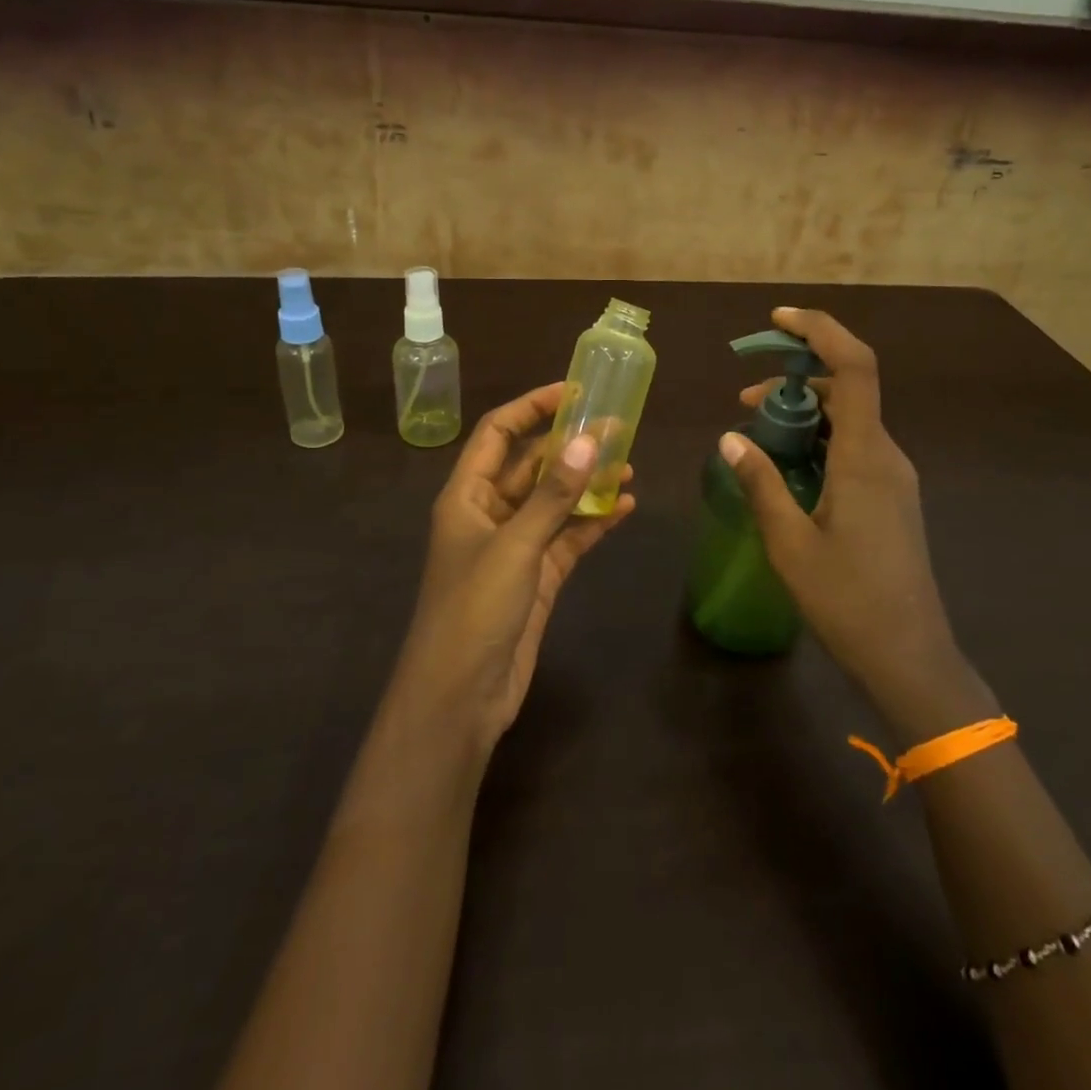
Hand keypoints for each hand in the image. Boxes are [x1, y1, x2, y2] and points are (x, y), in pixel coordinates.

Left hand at [389, 383, 635, 756]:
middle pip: (532, 465)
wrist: (460, 698)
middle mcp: (490, 514)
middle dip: (571, 445)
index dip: (532, 407)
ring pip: (555, 501)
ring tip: (629, 464)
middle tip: (618, 428)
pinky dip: (595, 521)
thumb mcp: (514, 546)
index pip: (498, 433)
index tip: (573, 391)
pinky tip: (627, 506)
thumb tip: (590, 441)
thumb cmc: (474, 611)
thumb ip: (553, 495)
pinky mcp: (538, 577)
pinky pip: (569, 537)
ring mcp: (516, 547)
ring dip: (588, 482)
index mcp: (468, 496)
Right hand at [721, 308, 990, 738]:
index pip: (854, 367)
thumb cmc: (848, 600)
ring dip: (804, 412)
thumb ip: (760, 483)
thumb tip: (729, 438)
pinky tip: (786, 466)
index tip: (778, 320)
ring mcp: (893, 477)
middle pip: (848, 388)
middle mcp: (887, 455)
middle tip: (744, 399)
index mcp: (866, 457)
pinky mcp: (891, 497)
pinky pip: (854, 447)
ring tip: (755, 432)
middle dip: (796, 378)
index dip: (819, 331)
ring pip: (850, 419)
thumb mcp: (790, 542)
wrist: (909, 656)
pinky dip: (819, 439)